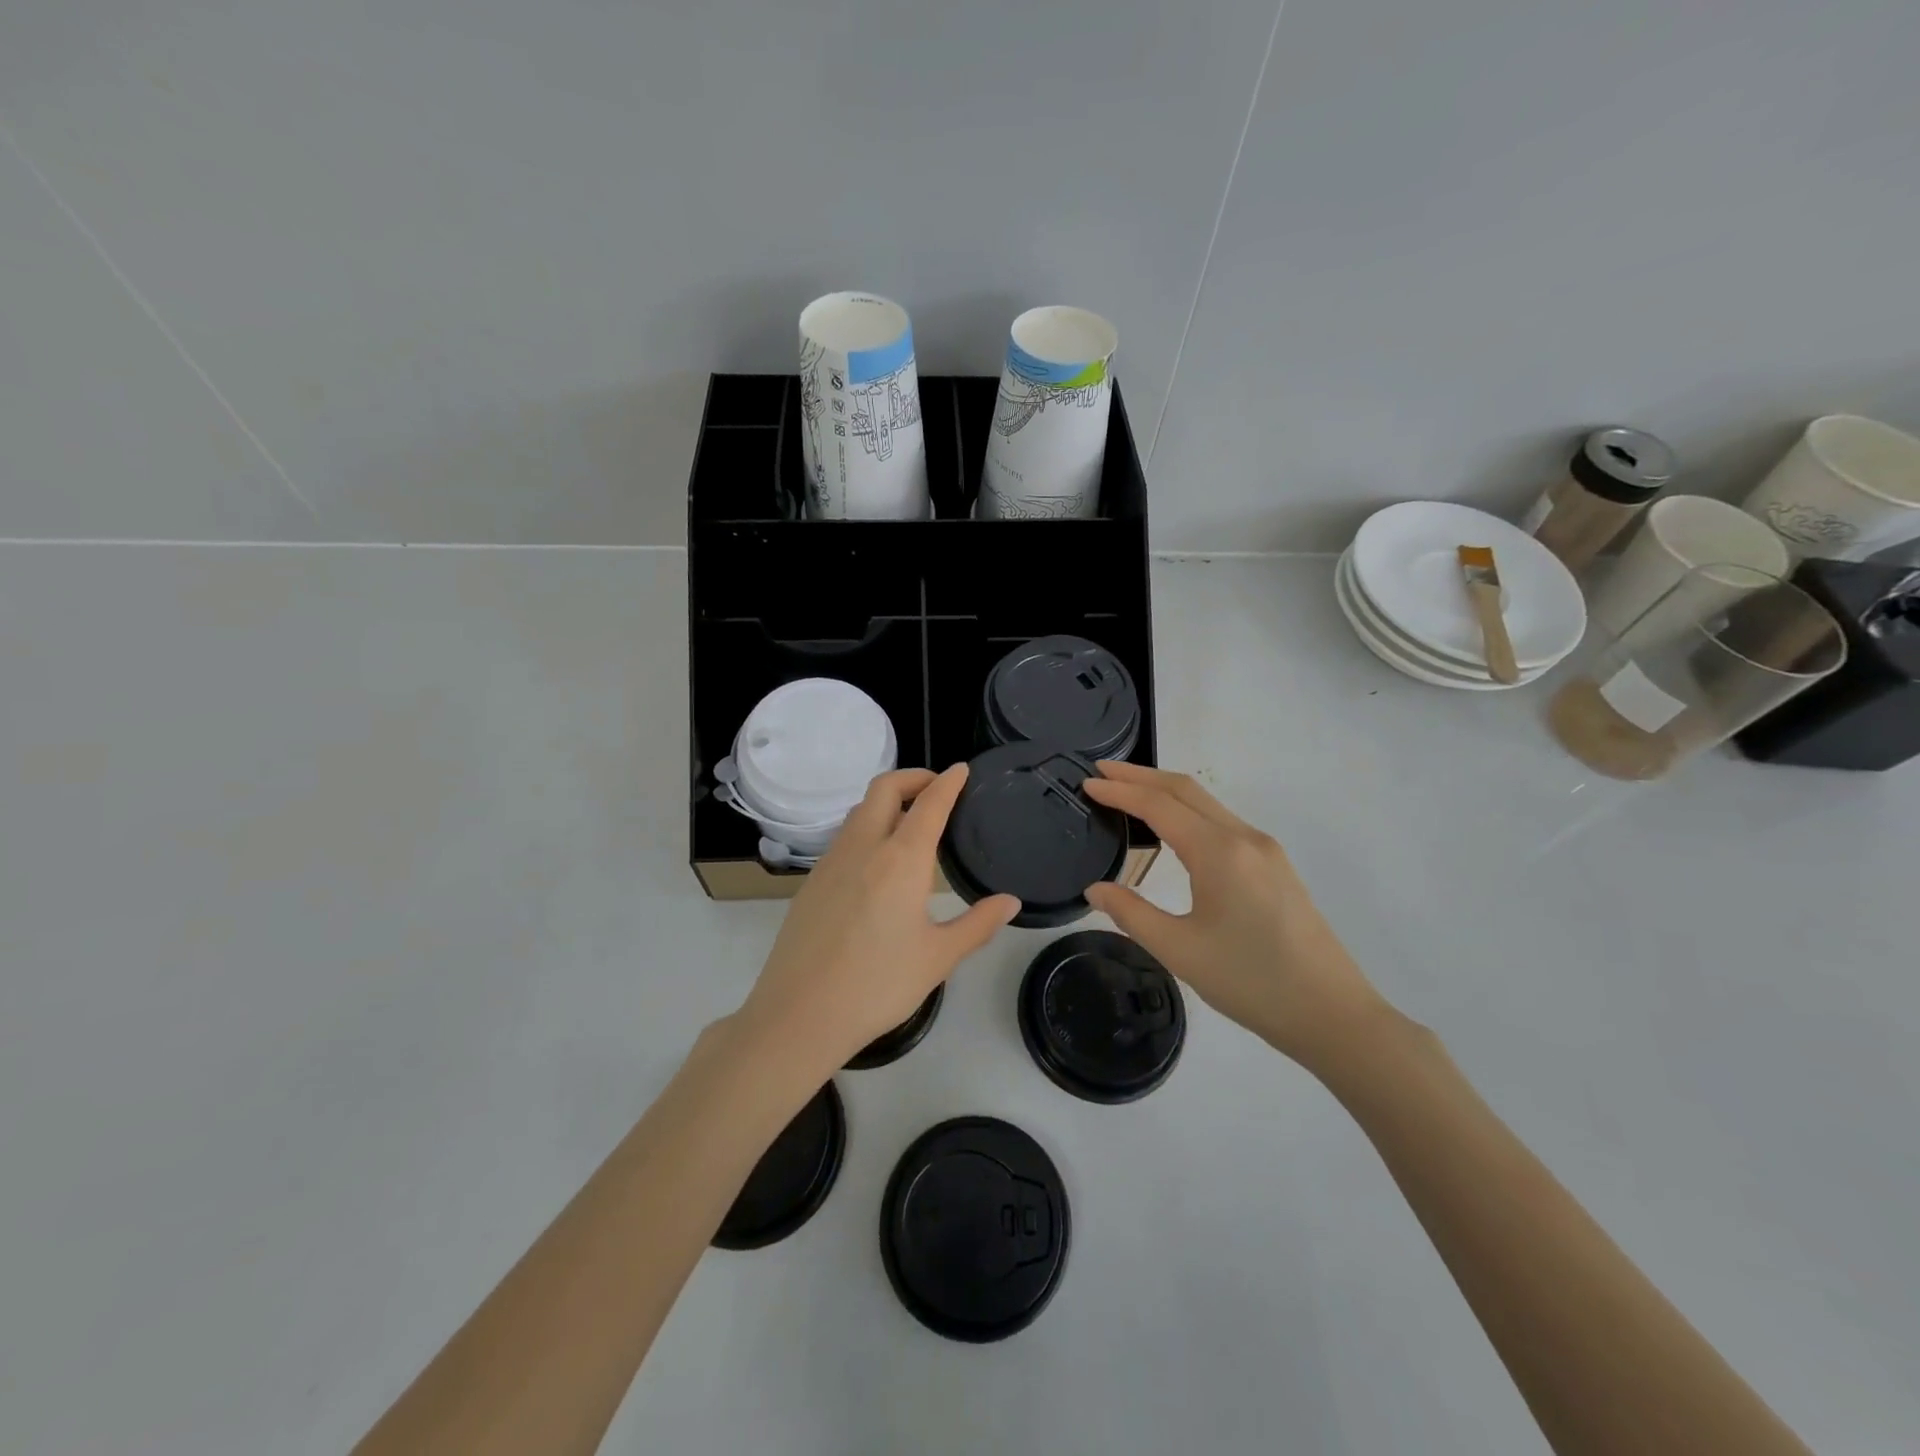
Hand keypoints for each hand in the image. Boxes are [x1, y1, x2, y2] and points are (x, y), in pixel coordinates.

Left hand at [736, 765, 1020, 1076]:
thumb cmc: (878, 985)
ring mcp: (831, 861)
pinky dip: (867, 827)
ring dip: (887, 801)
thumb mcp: (938, 957)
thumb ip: (977, 924)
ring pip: (859, 810)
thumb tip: (1010, 902)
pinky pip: (844, 837)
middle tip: (937, 789)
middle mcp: (863, 847)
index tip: (961, 770)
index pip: (929, 804)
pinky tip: (878, 862)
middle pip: (884, 788)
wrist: (799, 1013)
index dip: (948, 782)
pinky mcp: (812, 881)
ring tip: (911, 822)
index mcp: (901, 859)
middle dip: (913, 777)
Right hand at [1082, 762, 1384, 1069]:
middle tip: (1101, 770)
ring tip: (1129, 792)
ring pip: (1207, 803)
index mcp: (1219, 852)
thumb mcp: (1179, 951)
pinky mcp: (1275, 866)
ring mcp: (1265, 850)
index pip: (1159, 805)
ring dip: (1165, 791)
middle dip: (1141, 775)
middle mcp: (1244, 838)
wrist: (1332, 1014)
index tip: (1087, 781)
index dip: (1120, 790)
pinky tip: (1173, 828)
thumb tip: (1095, 889)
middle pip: (1185, 789)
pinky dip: (1188, 811)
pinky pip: (1222, 821)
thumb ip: (1131, 913)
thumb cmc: (1251, 982)